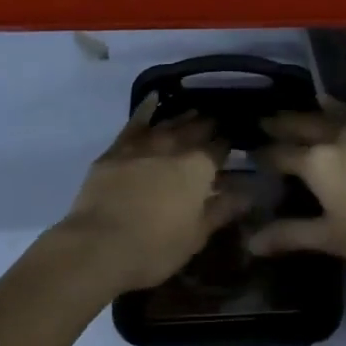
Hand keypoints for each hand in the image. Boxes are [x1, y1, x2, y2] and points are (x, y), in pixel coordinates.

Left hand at [52, 96, 248, 292]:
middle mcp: (174, 147)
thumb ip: (222, 210)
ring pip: (169, 123)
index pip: (220, 148)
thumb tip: (247, 193)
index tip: (234, 139)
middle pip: (196, 129)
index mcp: (199, 168)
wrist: (99, 245)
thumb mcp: (196, 236)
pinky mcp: (117, 149)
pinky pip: (136, 122)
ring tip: (194, 111)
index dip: (228, 143)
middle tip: (217, 120)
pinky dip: (146, 108)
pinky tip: (153, 97)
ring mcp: (144, 144)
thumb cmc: (155, 248)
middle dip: (208, 124)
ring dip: (183, 116)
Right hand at [252, 104, 345, 309]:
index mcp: (317, 161)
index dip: (263, 153)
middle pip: (303, 123)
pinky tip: (341, 115)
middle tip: (265, 120)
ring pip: (332, 113)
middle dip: (282, 123)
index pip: (280, 153)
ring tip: (300, 109)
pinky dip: (342, 113)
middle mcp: (338, 136)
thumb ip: (288, 234)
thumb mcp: (329, 239)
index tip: (251, 150)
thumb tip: (250, 241)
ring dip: (312, 112)